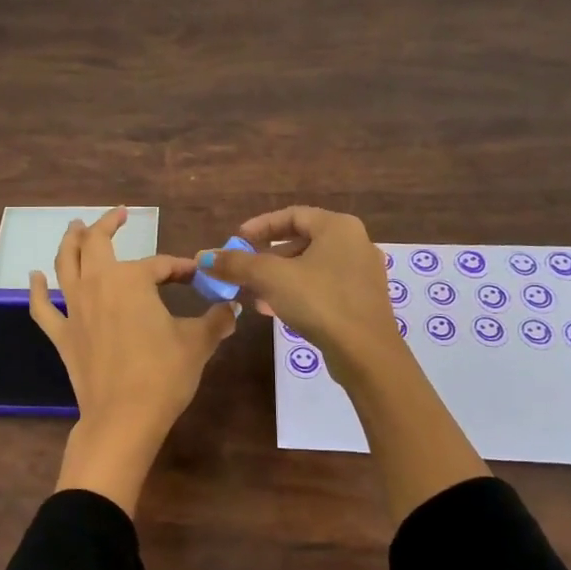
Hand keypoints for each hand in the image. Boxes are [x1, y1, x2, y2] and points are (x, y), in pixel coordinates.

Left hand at [31, 208, 236, 514]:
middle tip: (119, 215)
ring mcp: (75, 308)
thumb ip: (215, 320)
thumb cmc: (163, 374)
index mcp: (132, 280)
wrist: (123, 418)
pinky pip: (43, 307)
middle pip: (98, 244)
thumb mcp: (197, 344)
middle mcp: (98, 284)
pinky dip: (37, 289)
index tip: (197, 275)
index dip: (181, 267)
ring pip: (66, 264)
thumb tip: (233, 308)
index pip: (161, 264)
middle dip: (108, 225)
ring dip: (71, 242)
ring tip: (75, 227)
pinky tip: (34, 276)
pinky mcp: (62, 334)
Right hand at [202, 205, 488, 521]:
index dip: (260, 226)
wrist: (366, 354)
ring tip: (253, 294)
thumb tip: (204, 257)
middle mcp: (355, 243)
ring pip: (311, 267)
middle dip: (267, 256)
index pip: (292, 215)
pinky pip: (323, 286)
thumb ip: (236, 264)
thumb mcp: (270, 278)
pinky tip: (274, 310)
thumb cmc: (319, 302)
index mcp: (338, 227)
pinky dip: (298, 292)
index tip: (237, 240)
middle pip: (302, 241)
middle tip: (243, 269)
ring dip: (279, 278)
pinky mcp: (363, 301)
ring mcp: (363, 273)